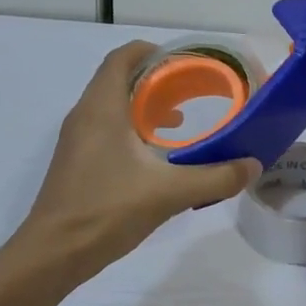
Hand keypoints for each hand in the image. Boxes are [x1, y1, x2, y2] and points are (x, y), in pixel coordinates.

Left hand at [14, 40, 260, 284]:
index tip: (182, 61)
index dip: (151, 51)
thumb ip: (215, 177)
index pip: (122, 58)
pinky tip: (154, 156)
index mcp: (102, 107)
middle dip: (154, 79)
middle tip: (189, 90)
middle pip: (118, 79)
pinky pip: (105, 129)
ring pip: (111, 106)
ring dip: (143, 105)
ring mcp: (76, 140)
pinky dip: (131, 128)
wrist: (52, 254)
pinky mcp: (76, 162)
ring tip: (178, 120)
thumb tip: (253, 165)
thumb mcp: (169, 192)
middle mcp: (84, 115)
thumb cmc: (106, 210)